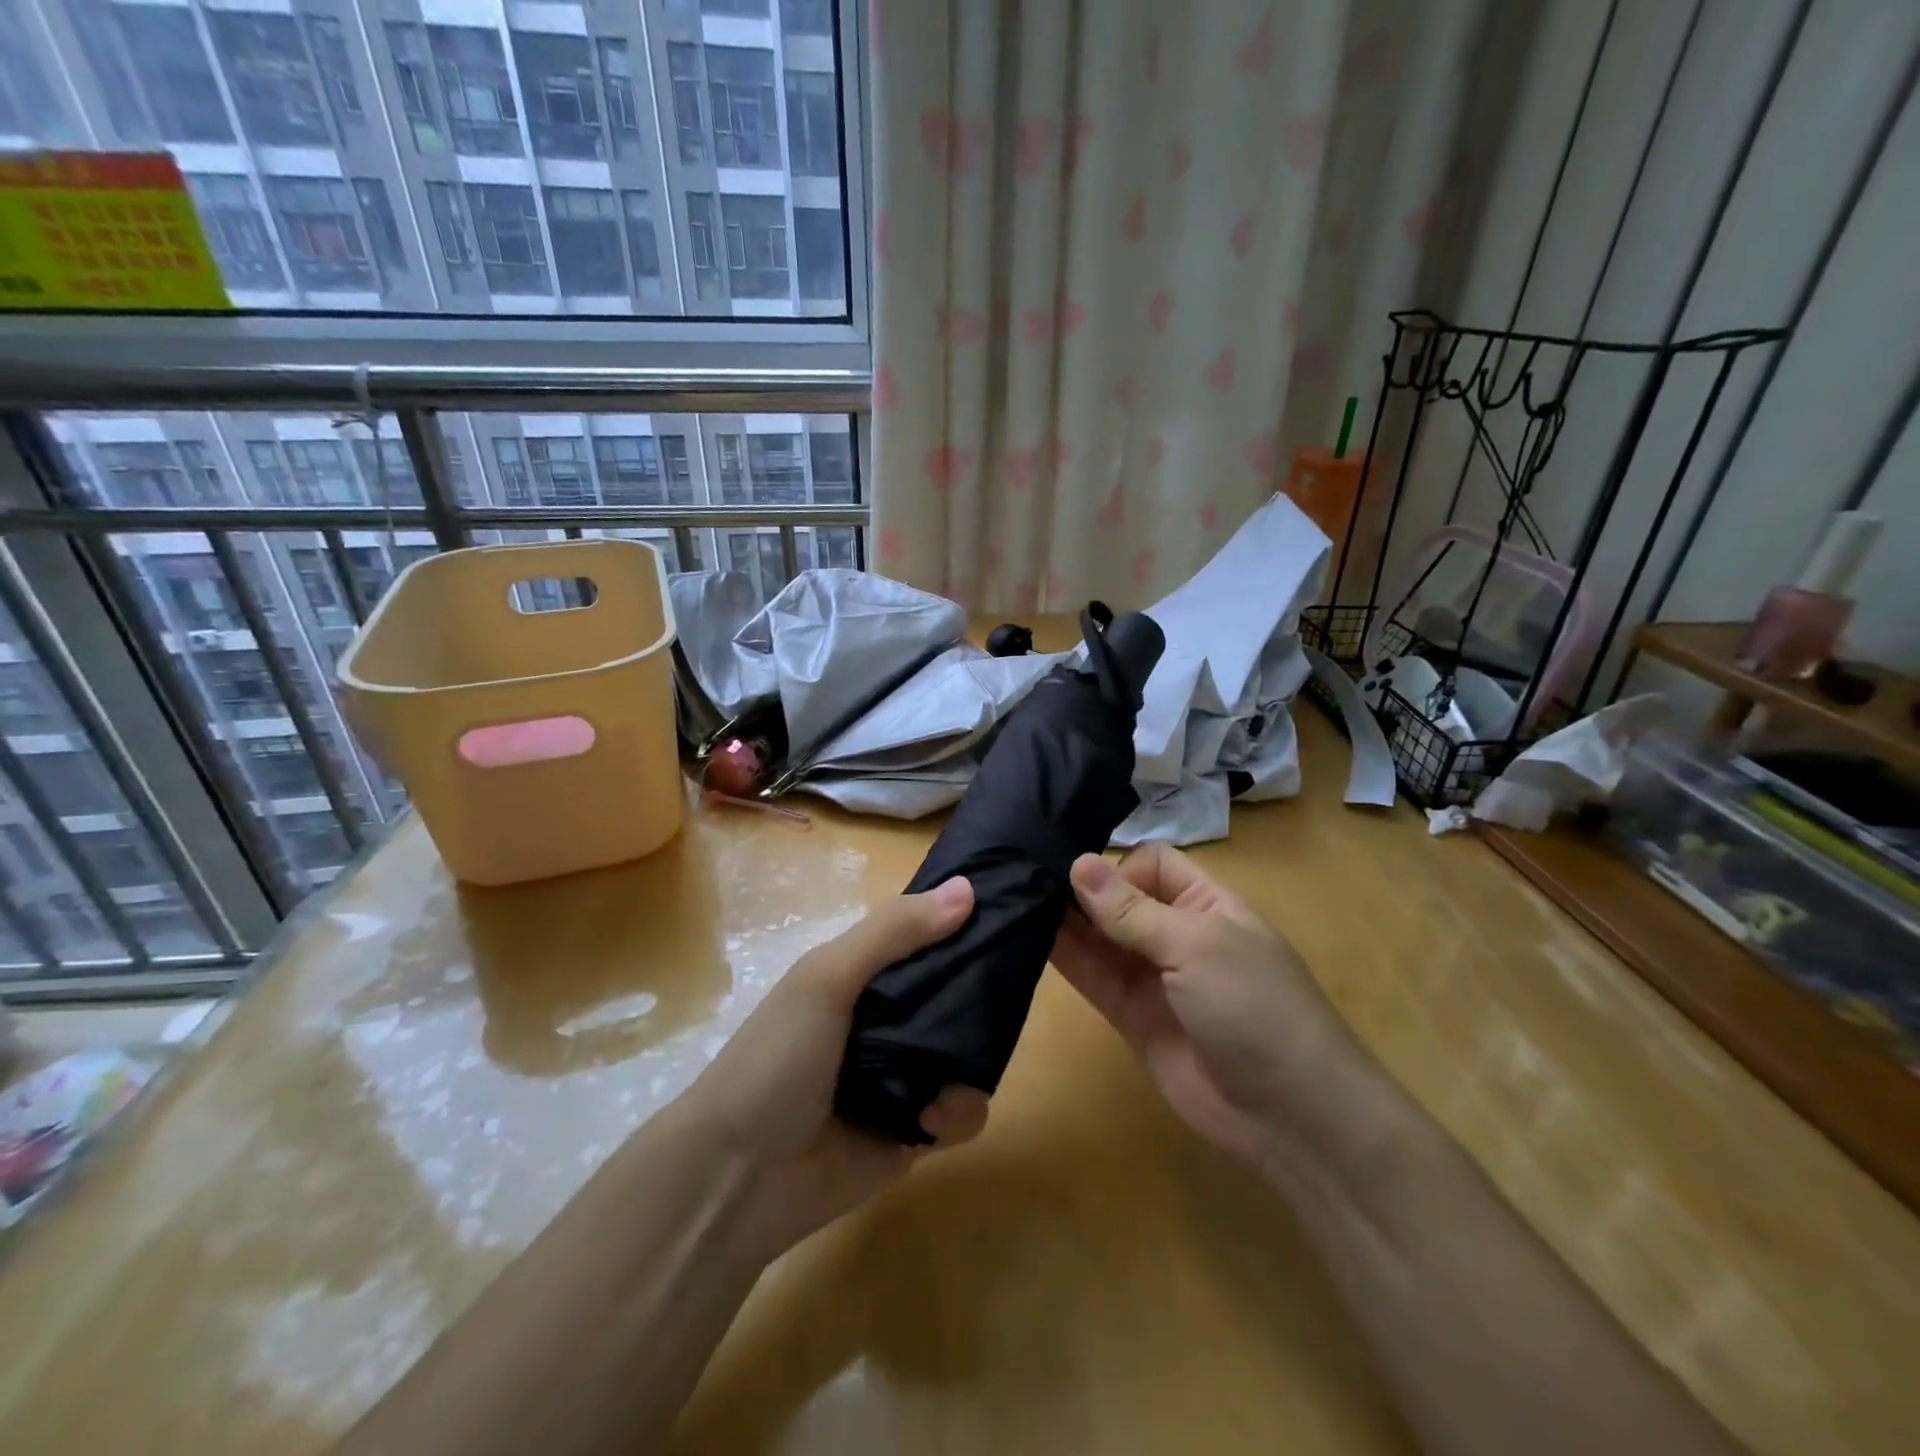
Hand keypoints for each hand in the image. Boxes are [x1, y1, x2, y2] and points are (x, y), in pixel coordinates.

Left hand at [686, 877, 989, 1260]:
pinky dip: (956, 1113)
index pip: (924, 936)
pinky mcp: (915, 1130)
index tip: (1009, 908)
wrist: (736, 1179)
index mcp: (863, 975)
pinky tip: (931, 1119)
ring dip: (971, 1062)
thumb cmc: (776, 1059)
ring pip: (968, 1052)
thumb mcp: (826, 978)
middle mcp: (887, 1018)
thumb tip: (968, 889)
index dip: (962, 921)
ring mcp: (903, 1075)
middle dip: (982, 992)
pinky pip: (961, 1113)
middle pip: (954, 992)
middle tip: (1010, 991)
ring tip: (947, 1078)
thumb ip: (893, 932)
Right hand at [1050, 844, 1354, 1171]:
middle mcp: (1176, 934)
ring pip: (1101, 938)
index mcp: (1206, 904)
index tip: (1081, 878)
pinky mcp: (1132, 1017)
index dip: (1119, 865)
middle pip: (1120, 898)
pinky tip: (1029, 938)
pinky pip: (1094, 978)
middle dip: (1082, 889)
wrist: (1289, 1116)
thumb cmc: (1255, 1007)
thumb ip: (1132, 911)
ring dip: (1065, 922)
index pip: (1153, 863)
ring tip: (1016, 902)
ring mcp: (1153, 978)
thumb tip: (1078, 862)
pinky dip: (1066, 959)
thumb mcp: (1197, 946)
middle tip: (1025, 878)